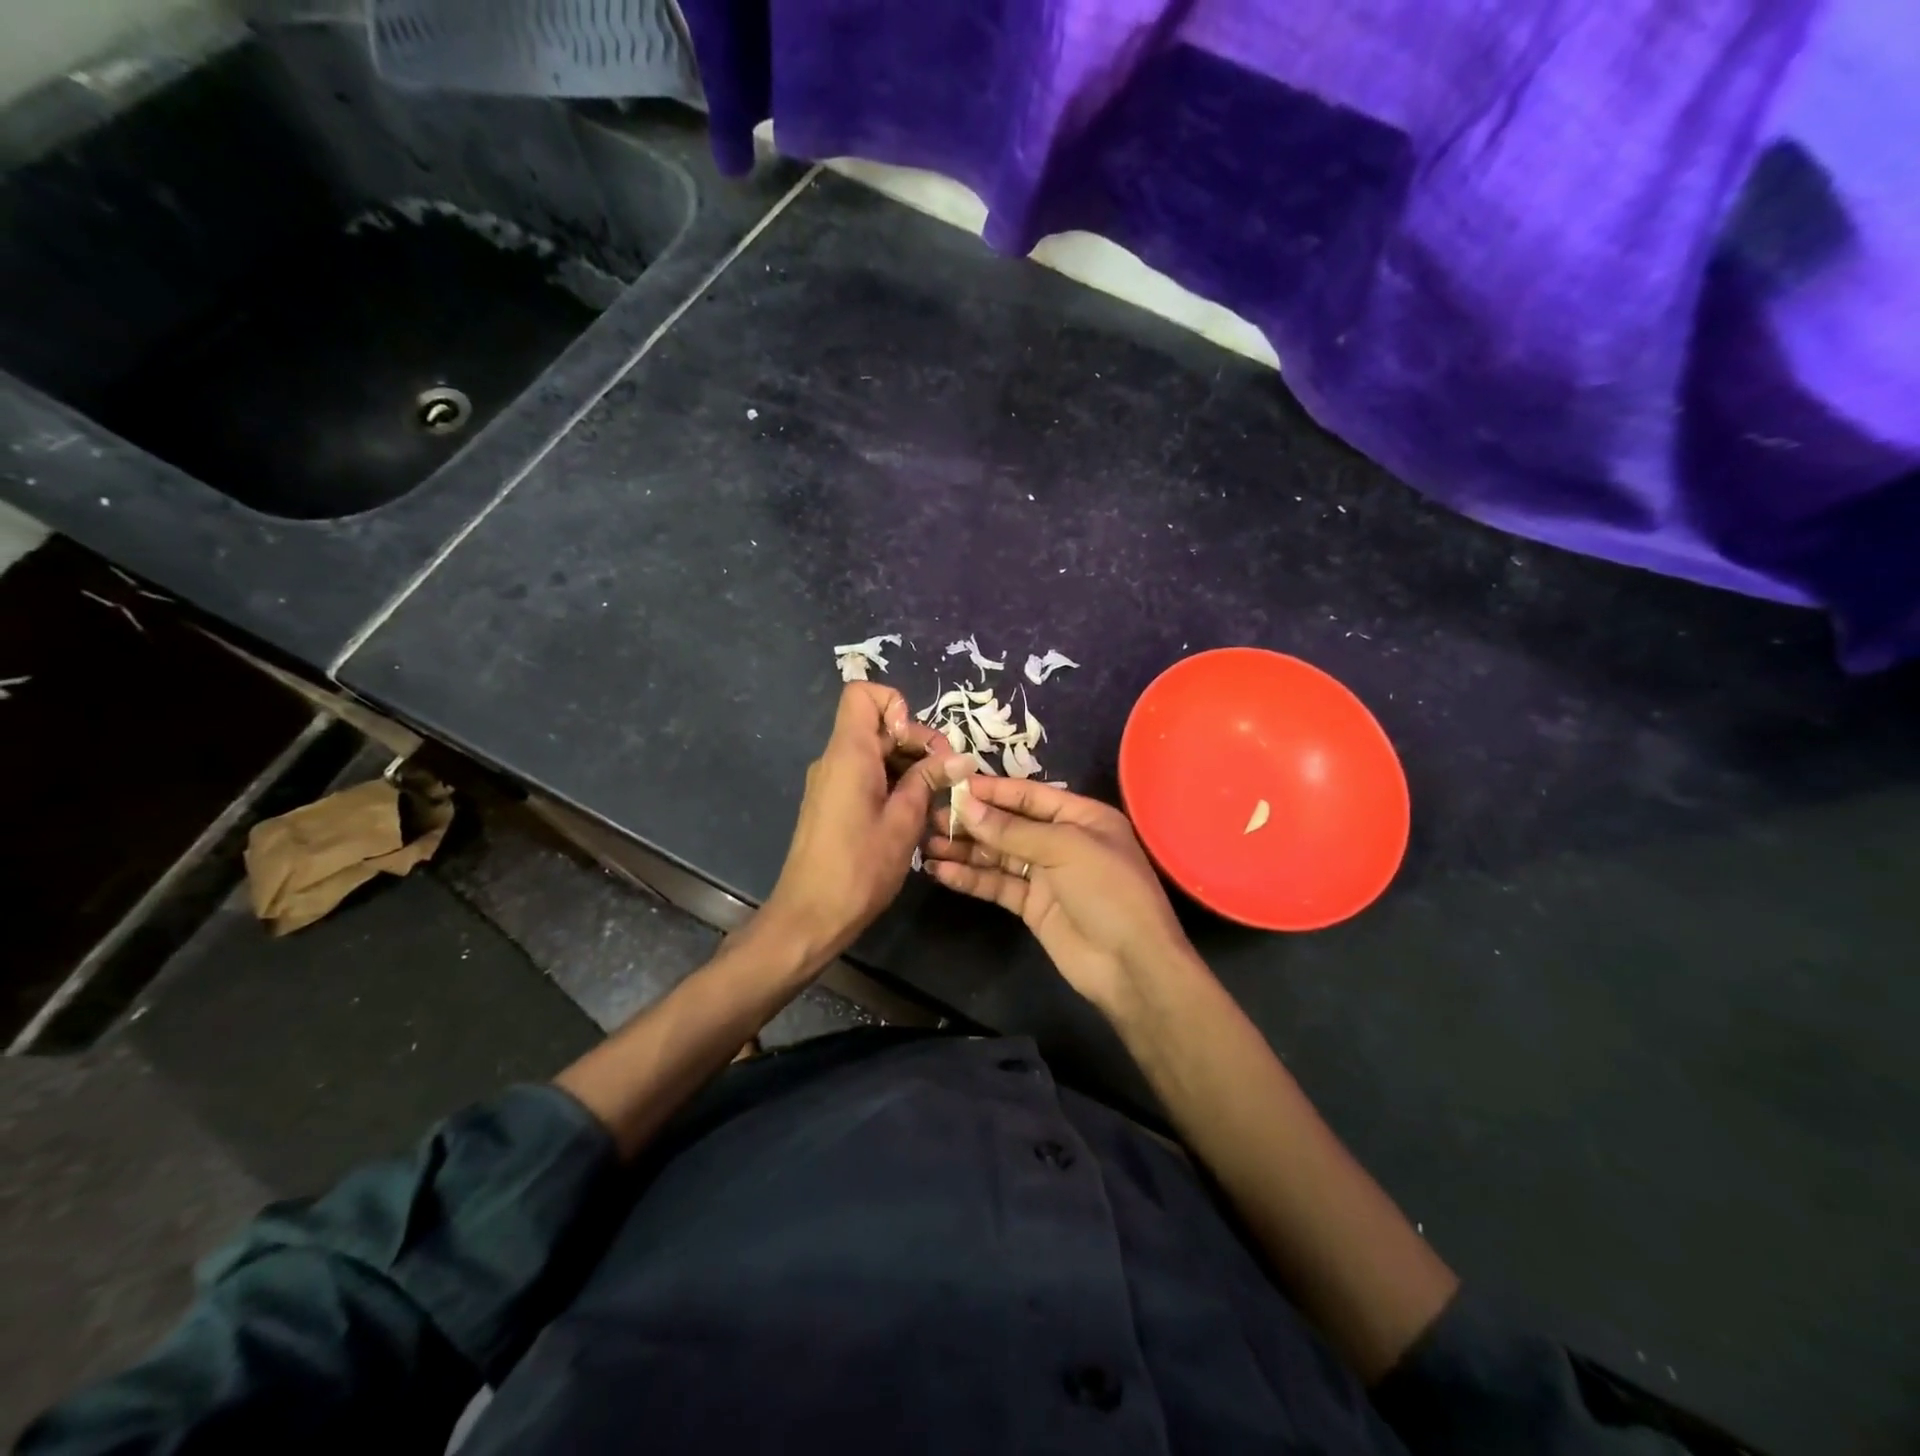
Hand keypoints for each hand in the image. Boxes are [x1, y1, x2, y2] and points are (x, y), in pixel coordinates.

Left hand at [763, 682, 972, 967]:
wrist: (809, 916)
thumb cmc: (859, 869)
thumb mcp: (903, 822)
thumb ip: (928, 781)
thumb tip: (960, 758)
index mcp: (848, 754)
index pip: (863, 694)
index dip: (896, 706)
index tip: (918, 744)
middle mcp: (834, 759)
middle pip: (876, 724)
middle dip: (915, 741)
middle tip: (945, 777)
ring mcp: (830, 781)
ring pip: (874, 752)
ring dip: (907, 766)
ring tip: (934, 800)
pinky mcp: (831, 803)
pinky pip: (864, 775)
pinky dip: (891, 783)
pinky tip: (911, 815)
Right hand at [922, 777, 1198, 1022]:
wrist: (1131, 965)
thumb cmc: (1108, 891)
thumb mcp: (1065, 848)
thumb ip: (1013, 830)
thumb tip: (966, 806)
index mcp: (1081, 817)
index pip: (1029, 796)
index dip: (992, 791)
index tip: (953, 786)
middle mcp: (1062, 841)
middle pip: (1009, 824)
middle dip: (972, 821)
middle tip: (931, 817)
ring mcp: (1046, 875)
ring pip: (998, 856)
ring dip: (965, 850)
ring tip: (926, 843)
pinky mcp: (1032, 905)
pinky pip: (997, 885)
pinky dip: (970, 878)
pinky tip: (941, 871)